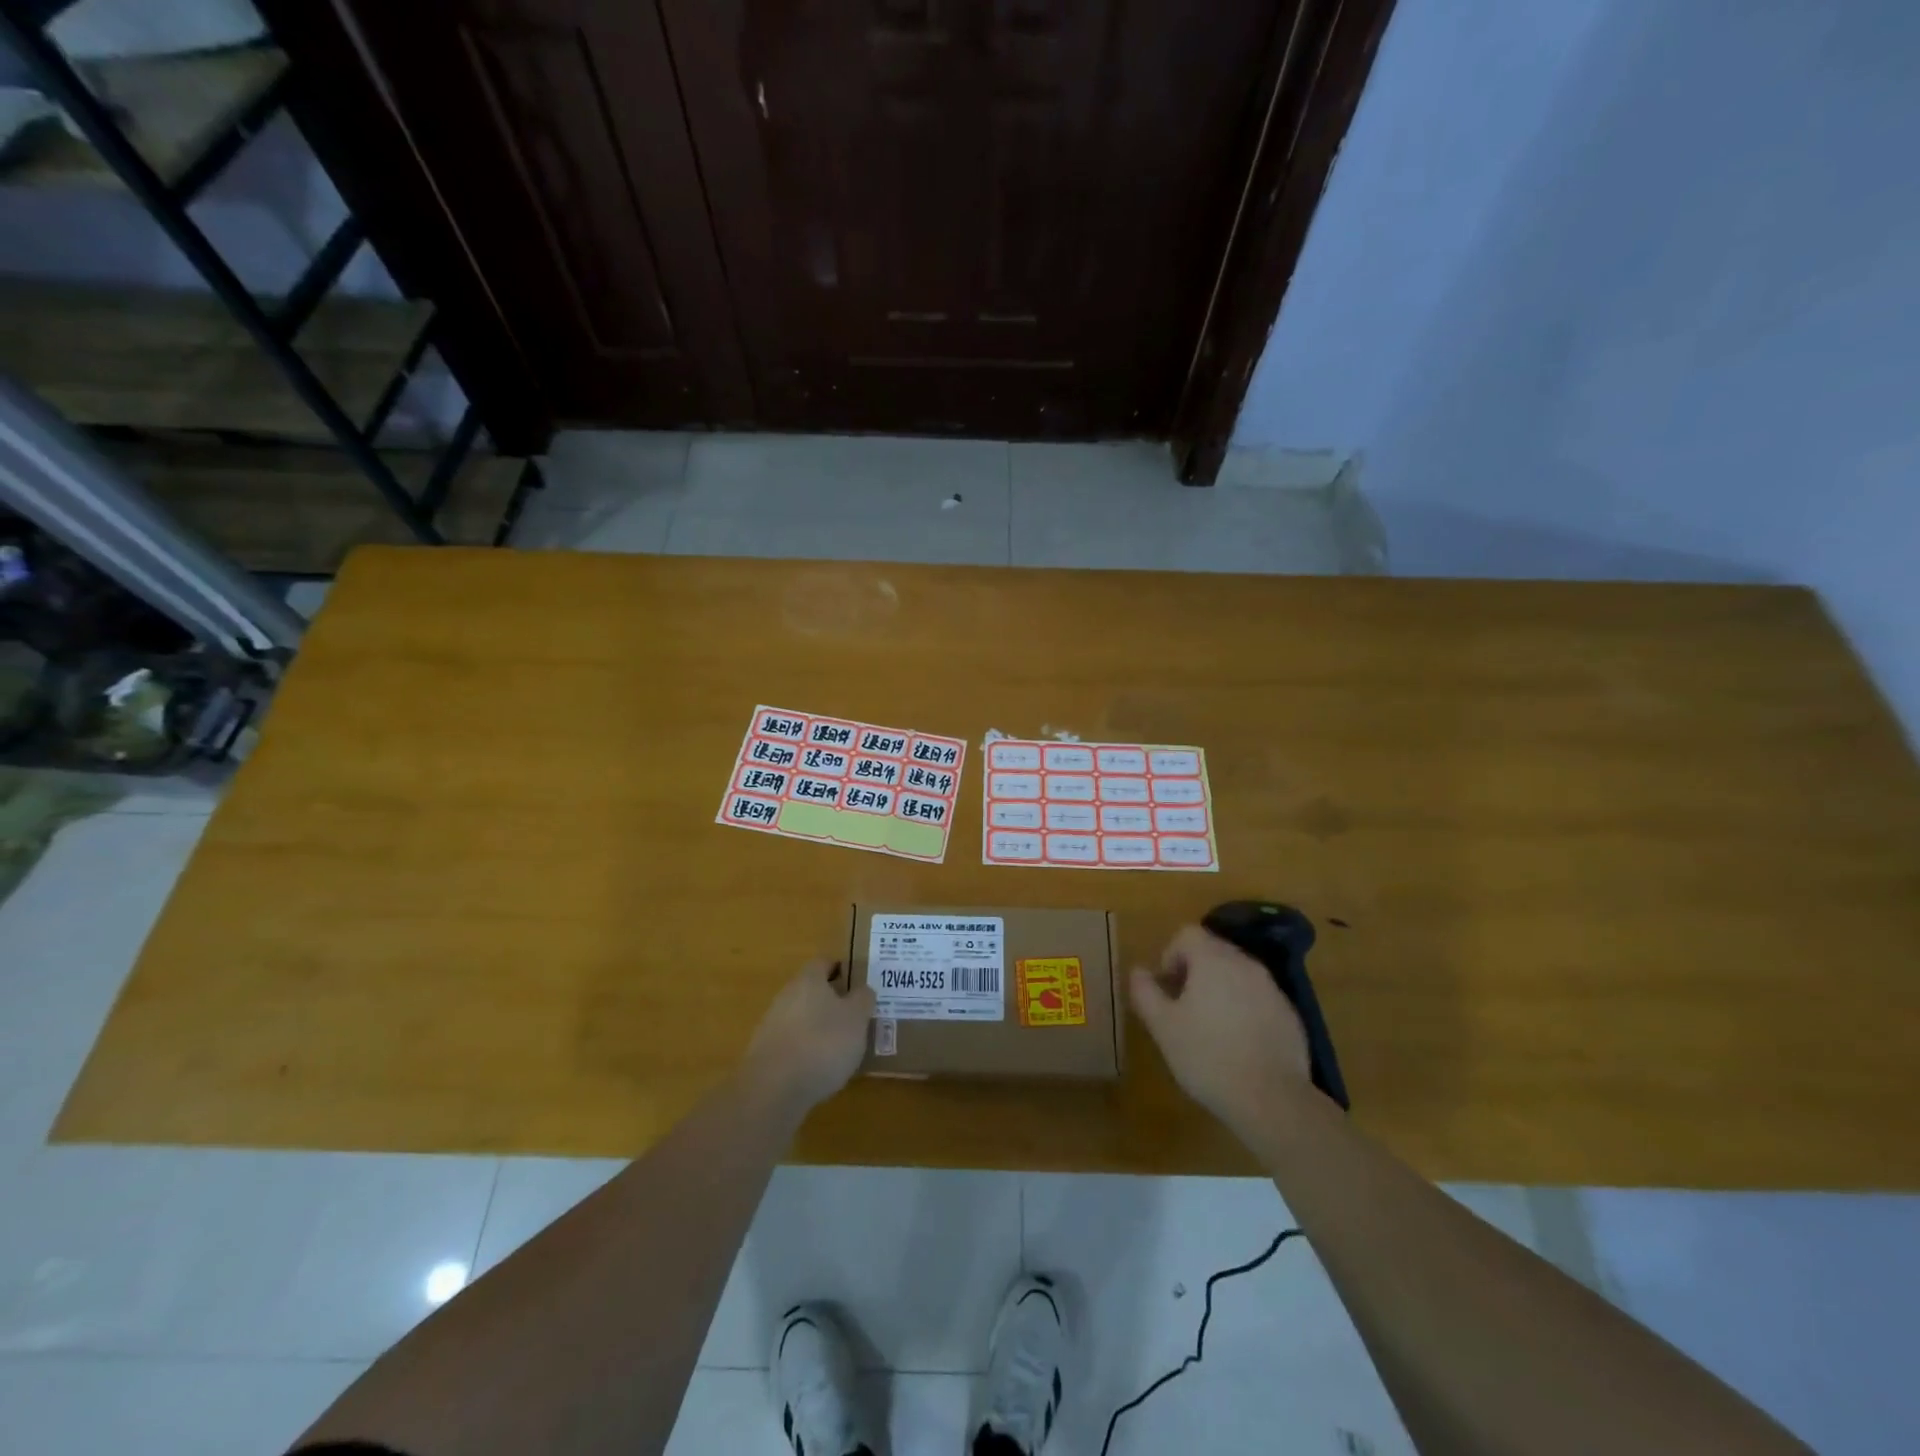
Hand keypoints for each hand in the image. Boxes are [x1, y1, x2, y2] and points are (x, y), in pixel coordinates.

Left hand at [745, 958, 875, 1112]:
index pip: (825, 962)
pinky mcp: (765, 1053)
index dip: (843, 968)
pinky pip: (793, 1042)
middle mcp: (786, 996)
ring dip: (820, 1026)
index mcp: (808, 980)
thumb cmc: (822, 1044)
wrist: (772, 1089)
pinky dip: (807, 1049)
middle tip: (857, 1015)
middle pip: (812, 990)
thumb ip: (863, 999)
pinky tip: (821, 1068)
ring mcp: (772, 1025)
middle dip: (833, 1000)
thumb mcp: (856, 1019)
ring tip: (843, 1046)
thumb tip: (862, 989)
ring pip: (802, 1017)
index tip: (860, 983)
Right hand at [1130, 925, 1313, 1140]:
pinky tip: (1238, 1044)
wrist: (1272, 1100)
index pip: (1188, 934)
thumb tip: (1138, 971)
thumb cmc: (1208, 1057)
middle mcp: (1246, 964)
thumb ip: (1146, 992)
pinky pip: (1258, 997)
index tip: (1167, 987)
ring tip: (1209, 1027)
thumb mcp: (1163, 1027)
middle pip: (1214, 950)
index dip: (1170, 955)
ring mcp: (1272, 989)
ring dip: (1219, 989)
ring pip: (1237, 974)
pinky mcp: (1289, 1014)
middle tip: (1183, 1007)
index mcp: (1213, 960)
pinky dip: (1244, 1008)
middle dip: (1194, 971)